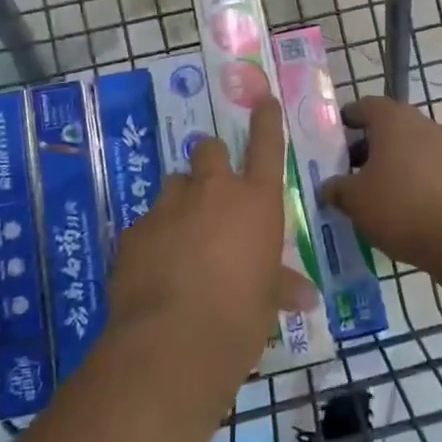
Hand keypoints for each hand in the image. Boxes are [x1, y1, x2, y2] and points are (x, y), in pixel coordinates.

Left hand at [106, 96, 318, 385]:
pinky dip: (153, 236)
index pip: (266, 145)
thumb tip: (306, 298)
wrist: (174, 341)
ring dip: (181, 200)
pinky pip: (147, 222)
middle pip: (208, 149)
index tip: (262, 100)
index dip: (265, 120)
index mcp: (256, 201)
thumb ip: (281, 286)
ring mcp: (169, 206)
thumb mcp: (266, 300)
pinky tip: (154, 267)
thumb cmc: (240, 317)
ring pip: (174, 183)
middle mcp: (213, 191)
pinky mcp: (134, 229)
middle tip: (212, 190)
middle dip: (210, 161)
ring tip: (181, 234)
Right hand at [319, 97, 441, 268]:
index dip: (348, 118)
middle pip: (390, 127)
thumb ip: (337, 189)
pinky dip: (413, 179)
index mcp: (393, 119)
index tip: (335, 135)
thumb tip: (328, 187)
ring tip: (375, 192)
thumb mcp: (355, 200)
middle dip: (369, 145)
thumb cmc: (400, 205)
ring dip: (392, 163)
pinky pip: (429, 168)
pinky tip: (403, 206)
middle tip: (350, 169)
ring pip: (410, 148)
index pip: (366, 106)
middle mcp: (422, 124)